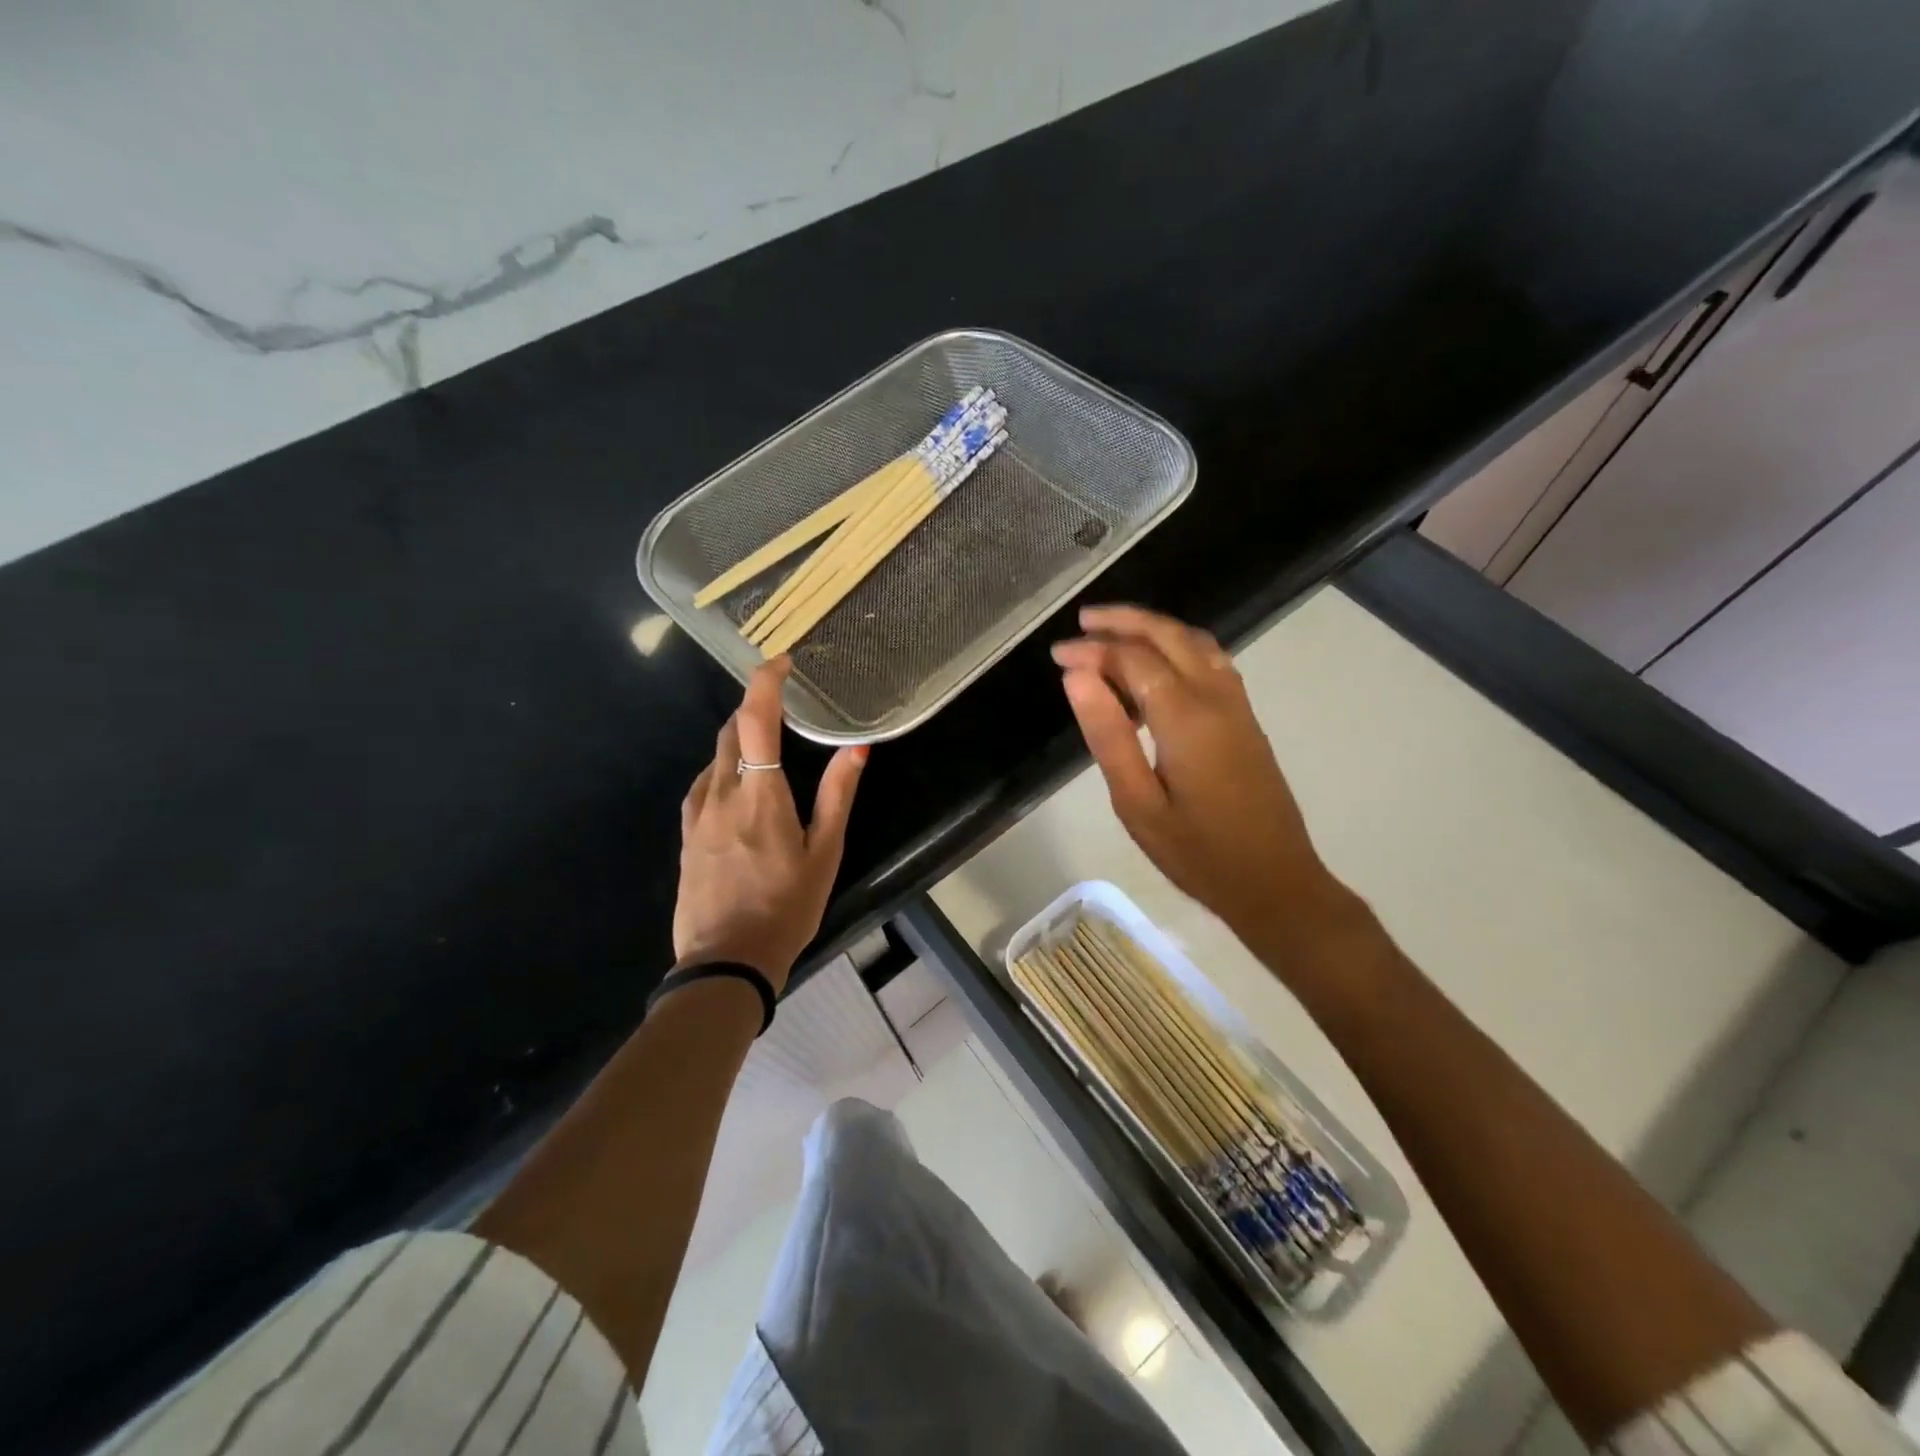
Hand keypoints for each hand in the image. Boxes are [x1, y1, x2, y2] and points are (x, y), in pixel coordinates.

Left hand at [674, 658, 867, 992]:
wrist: (725, 962)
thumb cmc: (786, 907)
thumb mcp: (824, 853)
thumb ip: (837, 795)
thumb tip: (857, 748)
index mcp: (760, 795)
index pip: (756, 720)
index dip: (765, 683)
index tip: (781, 663)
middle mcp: (721, 794)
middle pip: (731, 732)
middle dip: (754, 711)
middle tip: (784, 710)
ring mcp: (696, 815)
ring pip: (714, 758)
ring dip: (739, 741)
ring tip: (766, 750)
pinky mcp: (684, 835)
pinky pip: (702, 784)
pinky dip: (722, 769)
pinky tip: (737, 788)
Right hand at [1051, 605, 1348, 947]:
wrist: (1276, 883)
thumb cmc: (1198, 853)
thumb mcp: (1137, 803)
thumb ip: (1108, 735)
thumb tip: (1077, 677)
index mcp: (1186, 717)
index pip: (1133, 659)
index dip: (1093, 650)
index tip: (1057, 655)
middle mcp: (1216, 697)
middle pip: (1169, 635)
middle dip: (1124, 620)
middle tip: (1082, 621)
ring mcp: (1237, 705)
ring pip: (1195, 643)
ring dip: (1154, 628)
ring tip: (1113, 632)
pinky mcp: (1245, 719)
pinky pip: (1210, 661)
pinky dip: (1177, 647)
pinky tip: (1156, 665)